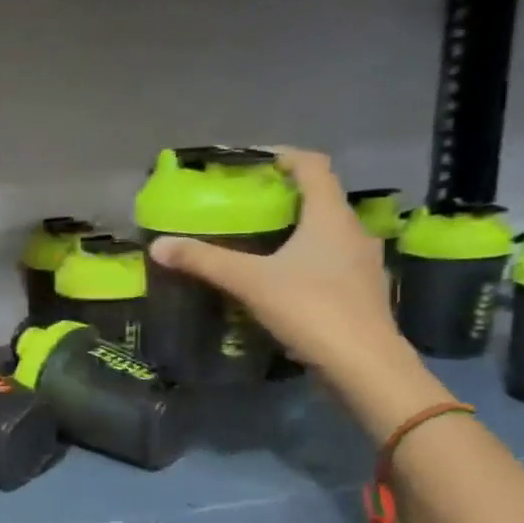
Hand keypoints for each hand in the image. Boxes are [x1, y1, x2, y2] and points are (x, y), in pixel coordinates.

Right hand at [150, 147, 408, 381]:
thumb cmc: (311, 309)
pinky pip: (332, 262)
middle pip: (321, 199)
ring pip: (328, 233)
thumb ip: (205, 261)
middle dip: (285, 197)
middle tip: (248, 205)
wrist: (365, 366)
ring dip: (298, 230)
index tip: (254, 161)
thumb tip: (158, 245)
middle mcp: (353, 232)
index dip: (285, 157)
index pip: (313, 166)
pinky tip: (284, 280)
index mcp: (330, 217)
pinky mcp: (362, 292)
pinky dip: (308, 260)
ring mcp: (363, 264)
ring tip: (262, 242)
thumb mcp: (250, 282)